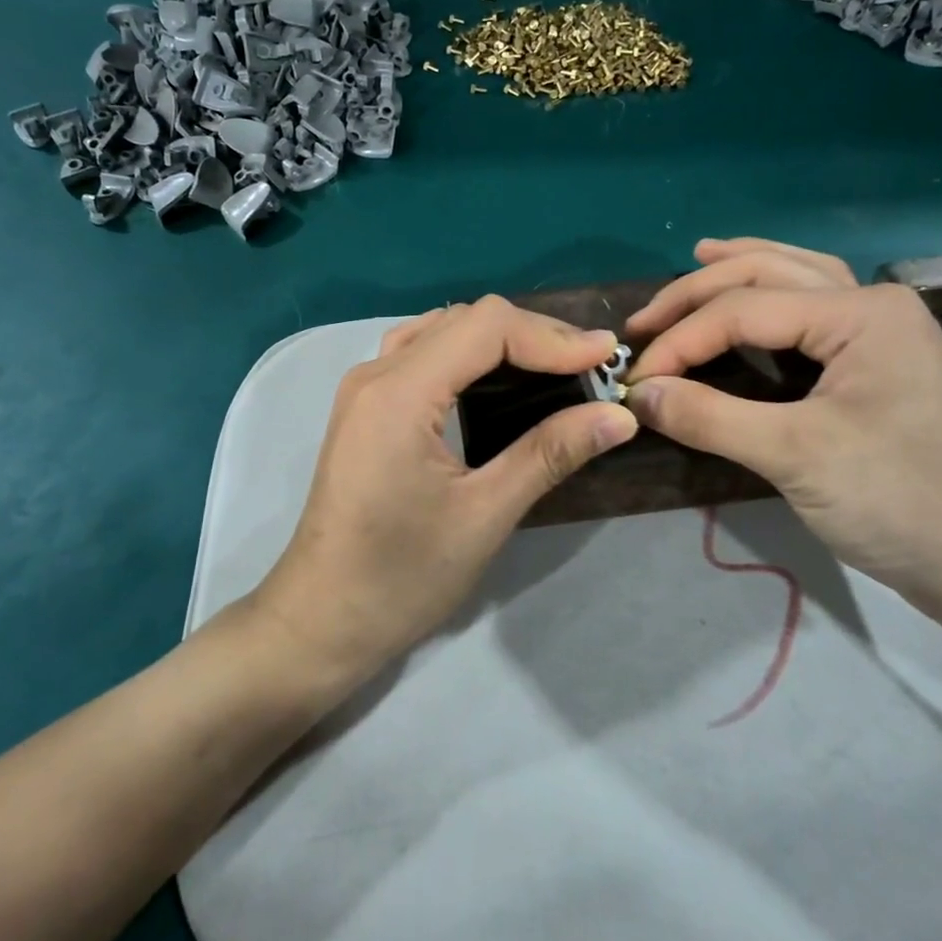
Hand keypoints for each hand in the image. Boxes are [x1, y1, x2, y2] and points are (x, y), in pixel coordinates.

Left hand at [253, 296, 637, 691]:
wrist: (322, 619)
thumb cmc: (401, 577)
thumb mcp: (485, 515)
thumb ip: (550, 454)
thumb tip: (620, 417)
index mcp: (399, 393)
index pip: (486, 326)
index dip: (551, 335)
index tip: (605, 359)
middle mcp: (375, 374)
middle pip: (464, 320)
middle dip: (532, 335)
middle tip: (589, 367)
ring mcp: (363, 389)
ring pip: (441, 331)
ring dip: (501, 341)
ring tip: (555, 368)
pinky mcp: (365, 408)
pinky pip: (421, 354)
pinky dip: (468, 355)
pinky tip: (497, 383)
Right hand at [624, 238, 941, 622]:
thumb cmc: (900, 501)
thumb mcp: (795, 456)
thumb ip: (710, 417)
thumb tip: (638, 394)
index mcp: (861, 313)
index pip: (743, 311)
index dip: (680, 342)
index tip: (634, 380)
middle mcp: (872, 304)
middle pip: (768, 274)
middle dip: (698, 292)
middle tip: (642, 320)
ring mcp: (881, 331)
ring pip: (797, 278)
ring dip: (742, 269)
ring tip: (698, 259)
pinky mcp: (877, 362)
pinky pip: (812, 310)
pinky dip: (772, 297)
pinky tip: (752, 300)